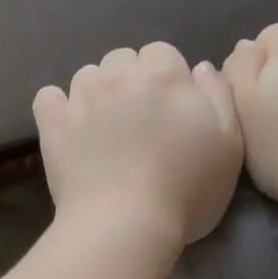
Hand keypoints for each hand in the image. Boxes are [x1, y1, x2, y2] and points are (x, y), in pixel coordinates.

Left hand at [34, 42, 243, 246]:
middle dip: (130, 80)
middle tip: (137, 120)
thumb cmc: (186, 191)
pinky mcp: (53, 122)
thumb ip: (218, 96)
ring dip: (96, 93)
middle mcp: (120, 75)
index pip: (163, 54)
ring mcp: (81, 97)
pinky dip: (57, 108)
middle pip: (123, 59)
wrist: (126, 225)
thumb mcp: (229, 145)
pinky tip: (68, 127)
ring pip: (87, 75)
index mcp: (164, 75)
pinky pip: (49, 97)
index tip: (169, 110)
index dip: (167, 79)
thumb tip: (200, 67)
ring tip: (102, 127)